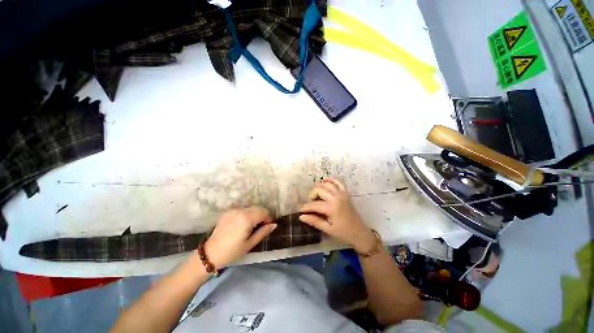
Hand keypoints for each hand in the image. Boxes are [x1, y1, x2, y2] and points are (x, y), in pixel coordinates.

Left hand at [204, 207, 276, 267]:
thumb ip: (263, 232)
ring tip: (252, 226)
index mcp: (246, 218)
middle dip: (262, 216)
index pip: (264, 212)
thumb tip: (274, 225)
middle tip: (260, 227)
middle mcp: (240, 210)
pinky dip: (246, 214)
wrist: (210, 254)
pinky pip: (242, 210)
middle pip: (258, 208)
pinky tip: (243, 224)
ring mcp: (233, 210)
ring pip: (250, 208)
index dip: (268, 218)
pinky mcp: (227, 212)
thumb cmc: (232, 252)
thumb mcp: (250, 244)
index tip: (267, 227)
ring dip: (255, 214)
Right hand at [299, 178, 376, 253]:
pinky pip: (339, 183)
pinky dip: (332, 180)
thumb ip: (314, 221)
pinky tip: (325, 180)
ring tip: (315, 194)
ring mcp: (342, 194)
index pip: (314, 204)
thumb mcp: (327, 229)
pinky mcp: (346, 194)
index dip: (305, 207)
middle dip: (312, 195)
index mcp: (331, 208)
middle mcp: (336, 198)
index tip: (300, 211)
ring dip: (319, 187)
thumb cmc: (343, 233)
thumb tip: (301, 216)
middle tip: (310, 203)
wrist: (360, 233)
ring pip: (327, 184)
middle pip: (319, 190)